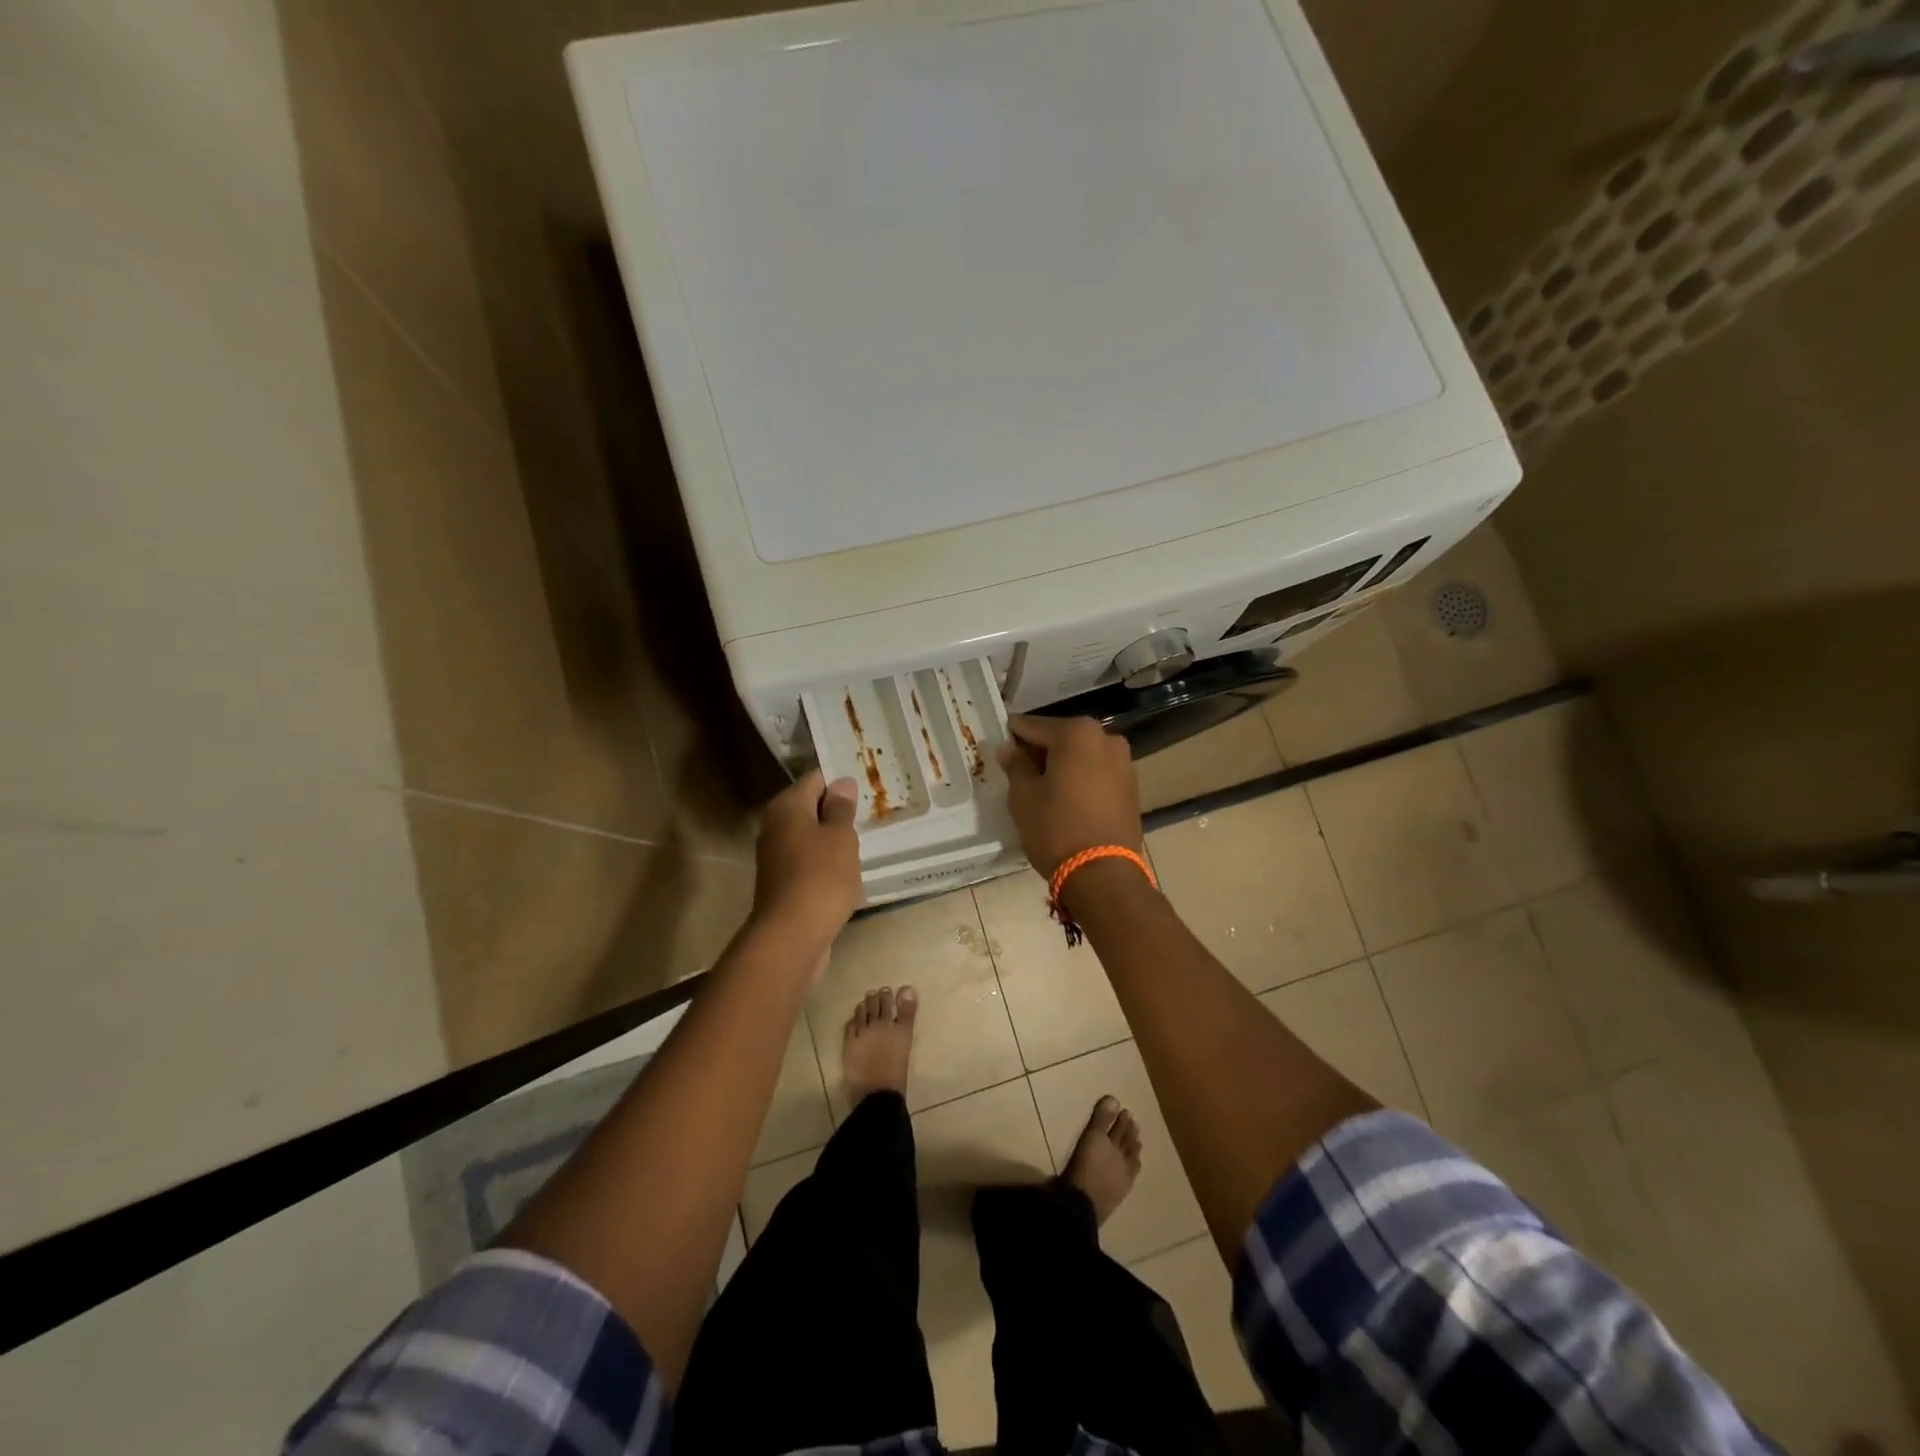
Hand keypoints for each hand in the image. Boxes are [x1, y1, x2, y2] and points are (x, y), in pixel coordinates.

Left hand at [751, 771, 862, 956]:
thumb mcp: (840, 837)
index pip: (815, 779)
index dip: (840, 780)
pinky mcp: (783, 882)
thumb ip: (841, 808)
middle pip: (810, 807)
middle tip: (872, 809)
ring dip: (833, 836)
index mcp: (787, 807)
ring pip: (810, 835)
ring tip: (864, 837)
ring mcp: (776, 856)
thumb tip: (841, 783)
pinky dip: (826, 860)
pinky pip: (809, 860)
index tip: (867, 784)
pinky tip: (848, 867)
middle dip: (838, 808)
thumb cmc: (821, 877)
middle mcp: (775, 826)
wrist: (792, 936)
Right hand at [996, 716, 1141, 878]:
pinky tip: (1066, 798)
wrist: (1103, 874)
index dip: (1012, 736)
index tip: (999, 748)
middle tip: (1018, 771)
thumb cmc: (1056, 828)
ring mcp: (1123, 762)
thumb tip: (1008, 748)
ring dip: (1062, 765)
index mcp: (1076, 733)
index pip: (1033, 726)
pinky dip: (1080, 778)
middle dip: (1040, 751)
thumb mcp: (1023, 796)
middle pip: (1061, 738)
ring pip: (1081, 755)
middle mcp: (1105, 738)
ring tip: (1042, 788)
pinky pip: (1097, 772)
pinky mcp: (1131, 787)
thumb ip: (1015, 765)